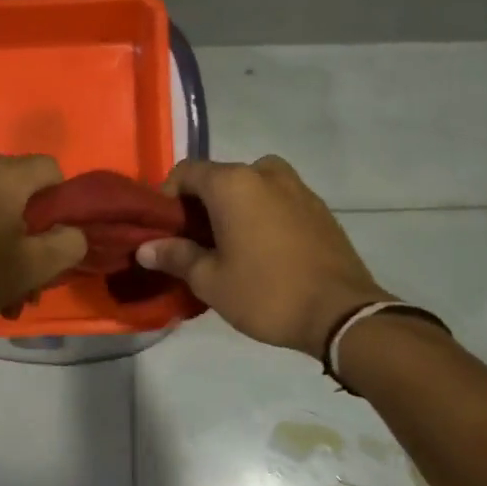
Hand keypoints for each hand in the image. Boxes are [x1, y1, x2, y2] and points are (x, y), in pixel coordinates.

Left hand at [0, 151, 86, 336]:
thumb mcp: (31, 268)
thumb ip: (67, 244)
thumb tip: (73, 232)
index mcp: (2, 175)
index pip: (50, 167)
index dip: (60, 202)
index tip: (51, 238)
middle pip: (17, 189)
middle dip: (28, 229)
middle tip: (25, 272)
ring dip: (0, 238)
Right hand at [136, 156, 390, 355]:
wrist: (341, 312)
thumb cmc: (266, 293)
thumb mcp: (211, 281)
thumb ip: (176, 257)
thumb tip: (145, 248)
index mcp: (234, 183)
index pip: (186, 172)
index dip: (167, 197)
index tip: (164, 230)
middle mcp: (266, 173)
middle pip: (220, 177)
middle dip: (201, 204)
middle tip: (192, 242)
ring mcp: (298, 187)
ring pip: (251, 187)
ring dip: (233, 208)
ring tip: (227, 246)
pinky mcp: (319, 207)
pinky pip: (277, 200)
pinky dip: (261, 214)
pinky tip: (260, 250)